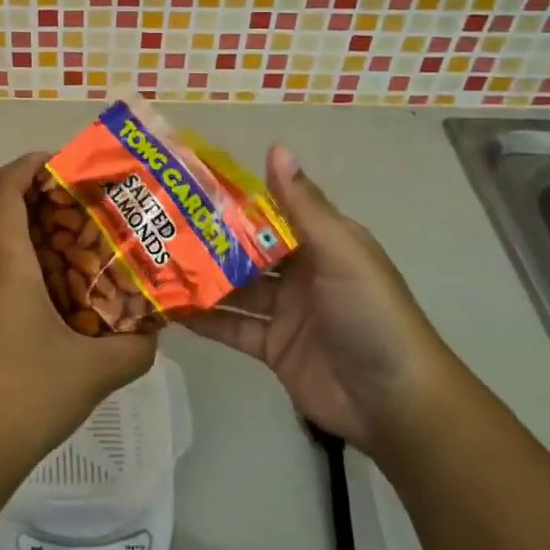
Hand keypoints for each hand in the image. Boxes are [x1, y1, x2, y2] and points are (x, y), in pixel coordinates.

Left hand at [0, 153, 157, 475]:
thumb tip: (154, 333)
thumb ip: (134, 348)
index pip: (5, 185)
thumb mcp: (94, 373)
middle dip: (8, 182)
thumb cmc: (26, 397)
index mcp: (1, 258)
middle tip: (45, 196)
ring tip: (19, 228)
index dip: (27, 165)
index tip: (55, 165)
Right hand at [185, 146, 453, 461]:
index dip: (234, 198)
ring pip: (235, 288)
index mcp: (321, 241)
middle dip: (208, 239)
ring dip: (202, 278)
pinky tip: (169, 309)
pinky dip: (205, 320)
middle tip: (159, 224)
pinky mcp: (273, 347)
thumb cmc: (370, 314)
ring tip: (155, 262)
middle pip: (247, 249)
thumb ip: (302, 204)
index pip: (271, 211)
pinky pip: (232, 328)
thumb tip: (276, 146)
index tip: (190, 183)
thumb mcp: (340, 252)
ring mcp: (285, 311)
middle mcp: (301, 271)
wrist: (394, 402)